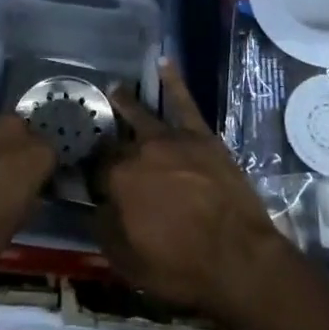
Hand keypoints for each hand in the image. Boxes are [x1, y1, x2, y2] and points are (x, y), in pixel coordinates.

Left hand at [0, 113, 57, 281]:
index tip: (32, 188)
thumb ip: (28, 199)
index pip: (49, 155)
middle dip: (15, 152)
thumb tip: (28, 192)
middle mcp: (11, 130)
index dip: (40, 172)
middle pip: (20, 134)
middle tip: (6, 179)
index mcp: (36, 152)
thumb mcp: (17, 224)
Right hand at [93, 60, 289, 321]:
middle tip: (100, 139)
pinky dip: (174, 80)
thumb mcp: (129, 263)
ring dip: (126, 102)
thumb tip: (97, 205)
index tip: (90, 179)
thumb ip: (105, 229)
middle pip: (117, 143)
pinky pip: (184, 101)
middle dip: (107, 142)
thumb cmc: (181, 267)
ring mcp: (171, 138)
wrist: (238, 257)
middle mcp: (140, 151)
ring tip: (114, 89)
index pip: (96, 170)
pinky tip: (164, 62)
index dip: (92, 175)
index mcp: (119, 181)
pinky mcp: (200, 134)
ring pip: (142, 115)